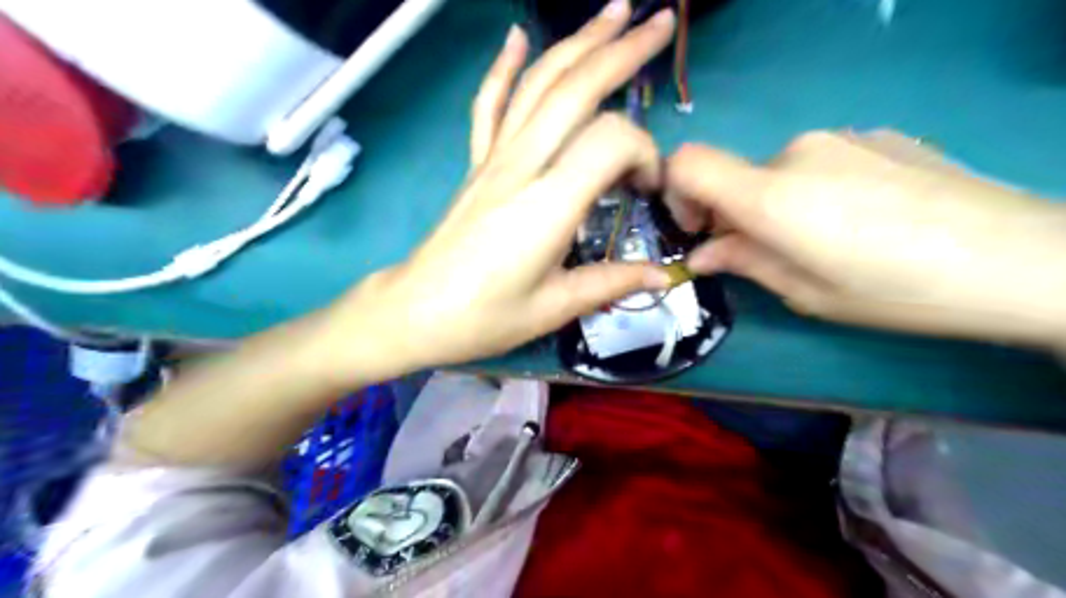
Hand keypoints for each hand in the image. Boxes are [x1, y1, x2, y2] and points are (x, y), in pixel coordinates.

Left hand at [321, 1, 673, 377]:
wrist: (416, 311)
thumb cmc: (485, 317)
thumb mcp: (555, 307)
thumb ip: (611, 282)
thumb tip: (662, 273)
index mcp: (547, 204)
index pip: (610, 142)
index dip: (643, 155)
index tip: (648, 189)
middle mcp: (520, 166)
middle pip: (574, 90)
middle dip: (622, 51)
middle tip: (662, 23)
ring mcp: (494, 159)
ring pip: (537, 84)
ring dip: (577, 42)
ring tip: (615, 10)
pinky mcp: (477, 164)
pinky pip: (488, 105)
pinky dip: (504, 67)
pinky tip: (517, 35)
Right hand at [670, 129, 1064, 344]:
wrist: (1019, 258)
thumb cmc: (895, 290)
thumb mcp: (805, 292)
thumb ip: (743, 262)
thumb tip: (702, 254)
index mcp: (771, 195)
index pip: (688, 162)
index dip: (676, 192)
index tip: (699, 228)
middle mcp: (797, 152)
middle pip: (736, 174)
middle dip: (735, 212)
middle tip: (765, 252)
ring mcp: (841, 137)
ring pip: (778, 170)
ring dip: (778, 202)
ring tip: (824, 239)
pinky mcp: (876, 135)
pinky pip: (820, 161)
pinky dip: (816, 189)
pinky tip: (863, 218)